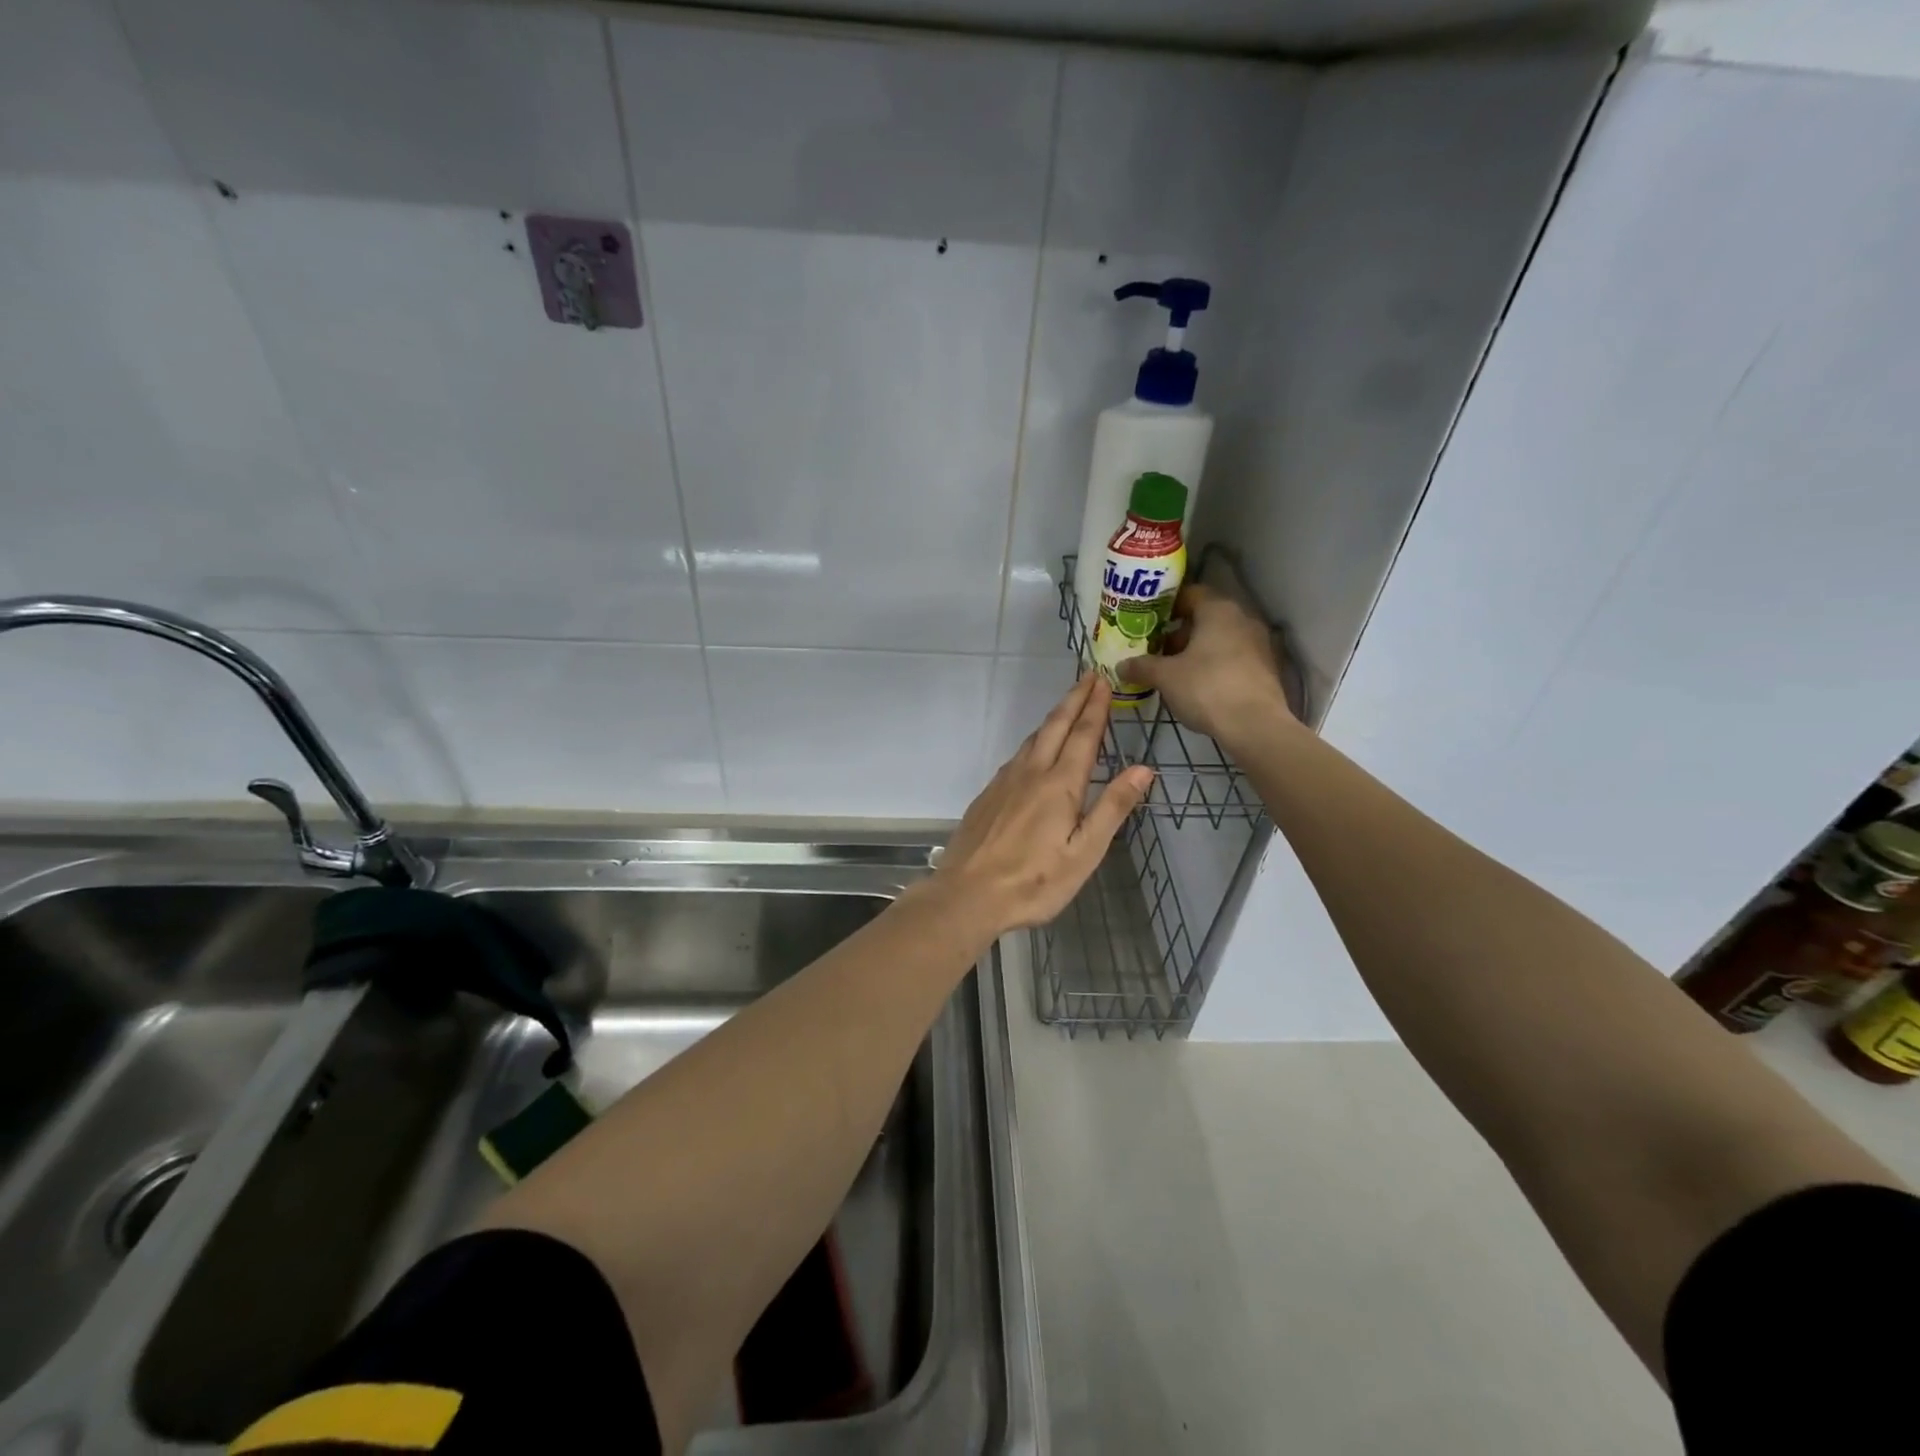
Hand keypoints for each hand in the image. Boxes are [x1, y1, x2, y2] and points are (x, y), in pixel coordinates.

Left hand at [936, 675, 1153, 934]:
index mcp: (1060, 785)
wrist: (968, 894)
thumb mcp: (1084, 853)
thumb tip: (1143, 769)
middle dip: (1074, 700)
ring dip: (1053, 717)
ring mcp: (1005, 782)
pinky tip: (1034, 748)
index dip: (1096, 708)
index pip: (1084, 736)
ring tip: (1067, 705)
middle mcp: (1031, 773)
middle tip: (1088, 677)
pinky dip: (1034, 740)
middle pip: (1055, 727)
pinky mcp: (988, 795)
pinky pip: (1017, 755)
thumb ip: (1113, 808)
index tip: (1104, 682)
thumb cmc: (1034, 881)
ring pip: (1033, 739)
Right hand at [1118, 584, 1292, 746]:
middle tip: (1156, 650)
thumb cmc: (1206, 688)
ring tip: (1173, 672)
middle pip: (1205, 618)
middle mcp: (1242, 619)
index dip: (1167, 605)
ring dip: (1196, 651)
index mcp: (1218, 610)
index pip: (1190, 594)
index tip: (1148, 620)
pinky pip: (1233, 659)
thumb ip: (1142, 667)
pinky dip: (1214, 666)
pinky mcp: (1266, 669)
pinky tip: (1198, 687)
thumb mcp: (1165, 677)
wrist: (1255, 726)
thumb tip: (1121, 666)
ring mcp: (1259, 644)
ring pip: (1220, 640)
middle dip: (1179, 633)